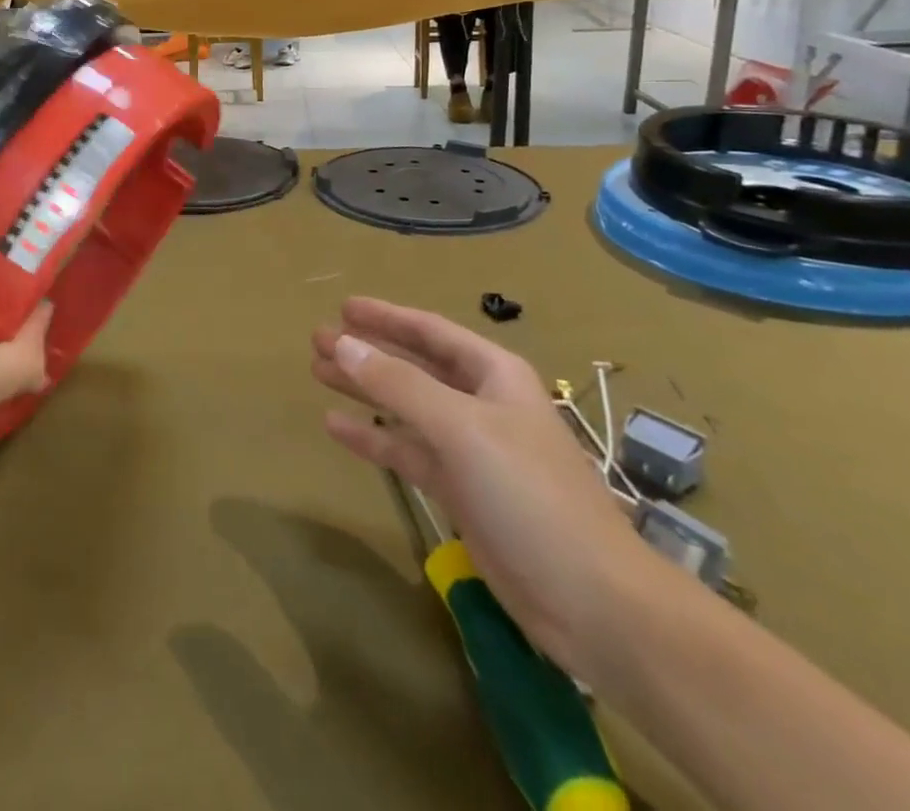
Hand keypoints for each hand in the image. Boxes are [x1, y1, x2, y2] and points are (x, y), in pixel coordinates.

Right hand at [313, 298, 657, 672]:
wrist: (592, 602)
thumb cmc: (530, 494)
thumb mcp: (461, 428)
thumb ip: (398, 384)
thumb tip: (342, 344)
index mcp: (493, 375)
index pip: (430, 331)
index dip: (386, 316)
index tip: (343, 307)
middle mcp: (481, 404)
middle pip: (414, 366)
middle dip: (367, 351)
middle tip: (317, 339)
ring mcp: (470, 450)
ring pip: (406, 407)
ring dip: (364, 390)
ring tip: (317, 372)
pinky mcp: (461, 492)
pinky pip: (407, 452)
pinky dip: (374, 437)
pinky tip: (336, 427)